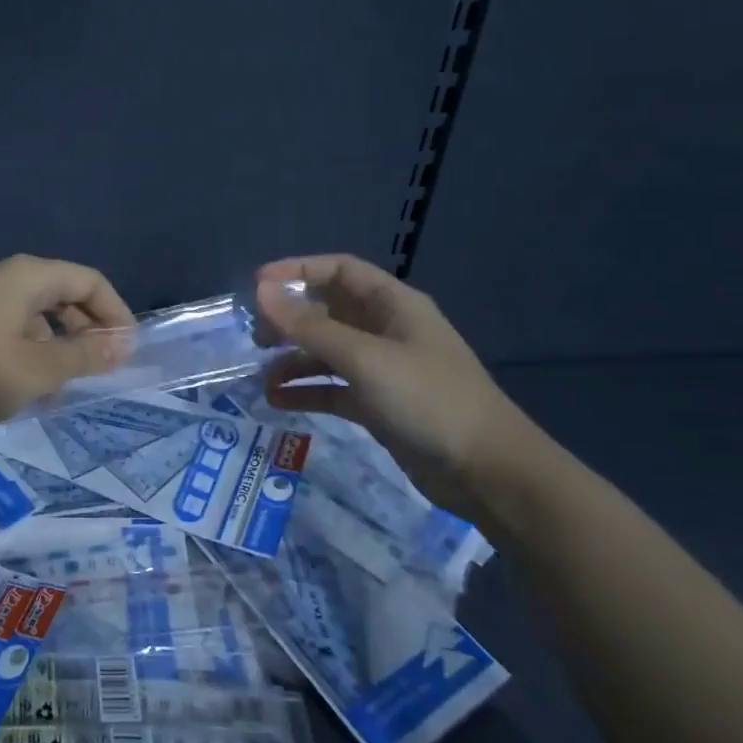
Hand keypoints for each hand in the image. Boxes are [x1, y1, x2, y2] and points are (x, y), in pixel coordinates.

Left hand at [0, 255, 133, 428]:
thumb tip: (122, 345)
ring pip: (41, 317)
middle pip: (66, 296)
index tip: (126, 353)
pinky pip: (17, 330)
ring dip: (60, 349)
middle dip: (88, 332)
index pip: (90, 281)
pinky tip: (30, 390)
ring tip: (64, 390)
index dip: (115, 313)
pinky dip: (33, 355)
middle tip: (100, 371)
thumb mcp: (37, 370)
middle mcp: (10, 279)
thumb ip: (84, 356)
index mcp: (30, 277)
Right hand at [254, 254, 535, 520]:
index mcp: (393, 305)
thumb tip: (261, 291)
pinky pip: (332, 388)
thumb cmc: (428, 399)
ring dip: (293, 360)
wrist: (487, 471)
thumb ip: (309, 326)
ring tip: (262, 378)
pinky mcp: (378, 405)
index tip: (257, 284)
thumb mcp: (364, 358)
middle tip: (256, 336)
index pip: (339, 271)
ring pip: (326, 352)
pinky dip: (306, 391)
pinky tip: (278, 401)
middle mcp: (385, 330)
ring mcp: (382, 369)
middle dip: (289, 320)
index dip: (297, 270)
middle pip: (328, 311)